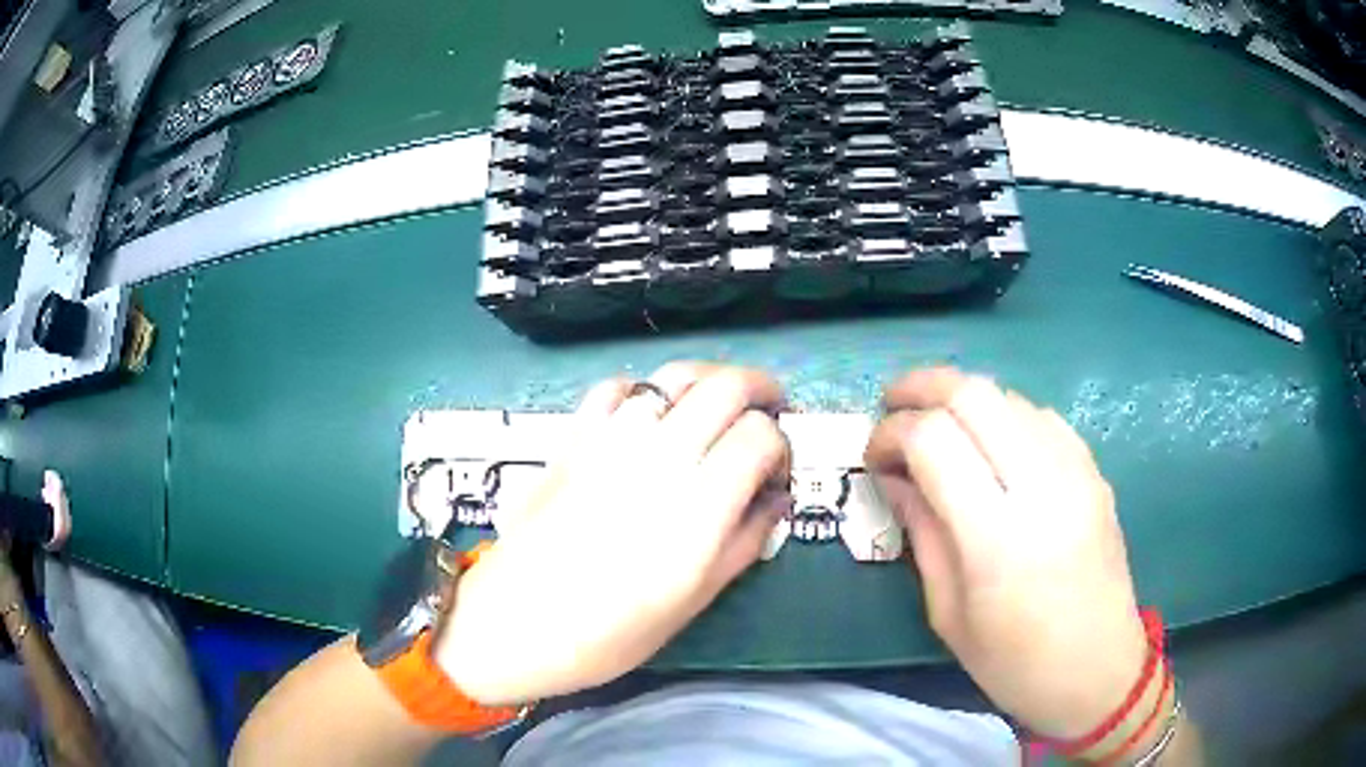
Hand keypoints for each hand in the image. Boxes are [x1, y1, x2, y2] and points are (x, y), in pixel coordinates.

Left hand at [435, 362, 790, 704]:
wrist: (517, 623)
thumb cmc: (611, 632)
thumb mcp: (694, 601)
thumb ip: (744, 542)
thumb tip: (775, 499)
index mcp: (698, 507)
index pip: (759, 436)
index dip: (780, 447)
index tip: (775, 471)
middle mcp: (659, 459)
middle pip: (725, 386)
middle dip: (760, 388)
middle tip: (768, 410)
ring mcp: (610, 441)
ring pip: (673, 376)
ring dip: (707, 382)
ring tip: (715, 407)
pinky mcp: (572, 438)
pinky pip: (614, 388)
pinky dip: (643, 391)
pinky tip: (647, 415)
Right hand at [866, 368, 1146, 740]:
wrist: (1099, 671)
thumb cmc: (1015, 664)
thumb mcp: (949, 613)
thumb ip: (922, 532)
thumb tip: (894, 476)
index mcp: (998, 538)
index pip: (934, 440)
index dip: (891, 433)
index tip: (873, 455)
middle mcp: (1043, 487)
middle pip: (974, 394)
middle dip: (921, 386)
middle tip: (892, 405)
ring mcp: (1077, 471)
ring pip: (1008, 396)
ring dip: (962, 399)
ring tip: (936, 427)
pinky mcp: (1094, 470)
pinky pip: (1041, 416)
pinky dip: (1002, 415)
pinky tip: (989, 444)